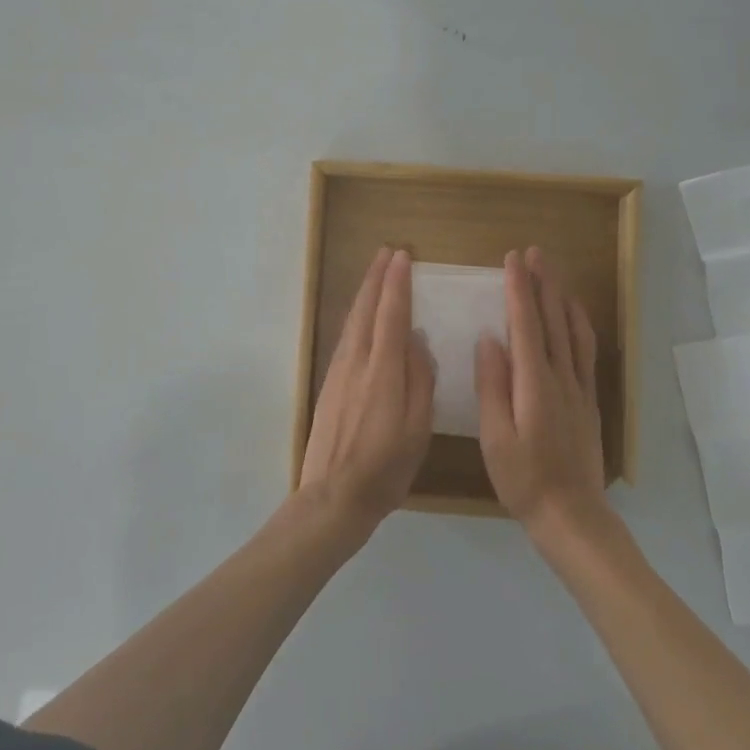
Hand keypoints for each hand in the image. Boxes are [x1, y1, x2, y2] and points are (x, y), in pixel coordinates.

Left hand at [297, 247, 436, 531]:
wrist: (334, 496)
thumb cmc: (385, 467)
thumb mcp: (417, 428)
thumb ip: (419, 380)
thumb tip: (416, 340)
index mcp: (382, 371)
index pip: (391, 315)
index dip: (397, 284)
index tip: (403, 257)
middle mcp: (356, 363)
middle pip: (365, 310)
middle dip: (376, 279)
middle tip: (387, 253)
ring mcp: (338, 373)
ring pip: (352, 322)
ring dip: (364, 294)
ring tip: (374, 275)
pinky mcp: (329, 386)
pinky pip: (345, 339)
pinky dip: (356, 318)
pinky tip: (360, 318)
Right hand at [476, 247, 606, 535]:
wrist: (572, 515)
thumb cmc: (524, 479)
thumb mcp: (496, 438)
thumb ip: (492, 387)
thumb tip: (488, 340)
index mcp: (534, 384)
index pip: (526, 325)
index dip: (519, 290)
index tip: (512, 260)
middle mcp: (561, 377)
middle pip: (553, 320)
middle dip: (542, 283)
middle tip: (533, 252)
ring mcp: (579, 388)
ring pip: (573, 331)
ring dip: (561, 297)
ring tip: (552, 272)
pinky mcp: (589, 400)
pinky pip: (586, 351)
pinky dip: (580, 324)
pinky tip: (574, 315)